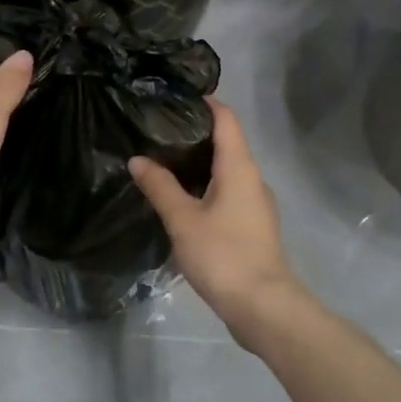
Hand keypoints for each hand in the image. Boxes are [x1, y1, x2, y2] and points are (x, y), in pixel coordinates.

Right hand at [129, 99, 302, 339]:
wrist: (262, 306)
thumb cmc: (223, 254)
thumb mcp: (183, 219)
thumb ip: (160, 186)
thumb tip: (138, 159)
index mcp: (239, 167)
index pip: (226, 119)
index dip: (205, 102)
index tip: (176, 96)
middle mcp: (252, 179)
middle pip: (227, 143)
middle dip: (195, 133)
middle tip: (158, 130)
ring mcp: (256, 204)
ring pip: (227, 171)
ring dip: (199, 164)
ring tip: (164, 162)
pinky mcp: (252, 226)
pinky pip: (228, 193)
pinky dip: (206, 187)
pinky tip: (182, 200)